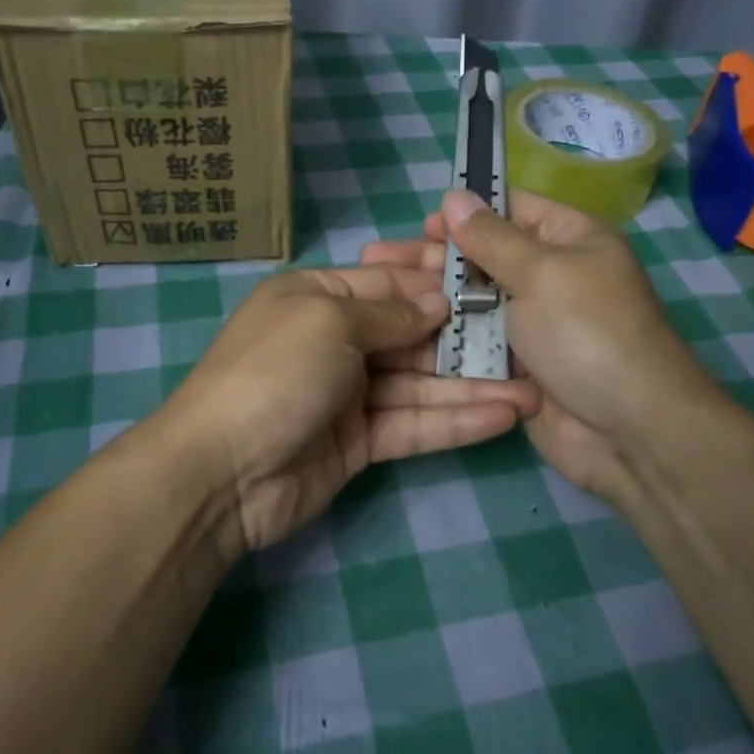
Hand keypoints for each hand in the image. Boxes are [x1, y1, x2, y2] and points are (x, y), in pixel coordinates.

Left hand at [157, 265, 540, 553]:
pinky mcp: (359, 442)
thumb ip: (389, 312)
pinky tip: (504, 417)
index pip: (390, 282)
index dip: (439, 285)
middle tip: (528, 343)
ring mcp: (348, 393)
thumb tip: (438, 301)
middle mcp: (336, 339)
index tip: (493, 287)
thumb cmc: (275, 372)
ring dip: (472, 387)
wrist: (221, 471)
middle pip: (411, 334)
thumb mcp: (329, 320)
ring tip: (532, 390)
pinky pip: (413, 424)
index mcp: (318, 296)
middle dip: (466, 339)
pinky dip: (454, 422)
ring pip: (420, 384)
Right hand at [362, 189, 733, 509]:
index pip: (512, 209)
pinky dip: (444, 336)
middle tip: (378, 260)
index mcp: (570, 239)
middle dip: (434, 257)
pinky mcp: (515, 364)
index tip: (423, 224)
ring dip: (431, 297)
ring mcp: (531, 323)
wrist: (628, 431)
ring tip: (378, 292)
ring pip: (472, 301)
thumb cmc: (589, 334)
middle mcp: (550, 275)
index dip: (468, 213)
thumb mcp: (541, 273)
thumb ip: (490, 237)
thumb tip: (454, 194)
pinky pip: (474, 341)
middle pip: (483, 256)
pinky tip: (400, 332)